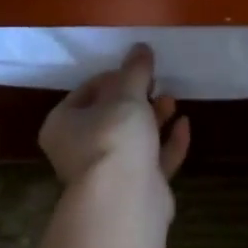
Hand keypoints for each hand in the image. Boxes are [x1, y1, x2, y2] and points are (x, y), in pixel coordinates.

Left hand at [38, 43, 190, 193]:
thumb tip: (140, 47)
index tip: (137, 70)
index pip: (86, 91)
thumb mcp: (125, 95)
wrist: (124, 200)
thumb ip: (135, 71)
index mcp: (63, 124)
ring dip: (153, 118)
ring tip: (172, 99)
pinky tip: (185, 125)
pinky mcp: (134, 189)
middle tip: (156, 83)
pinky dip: (168, 143)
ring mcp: (108, 173)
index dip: (113, 77)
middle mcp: (79, 149)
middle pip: (110, 116)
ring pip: (132, 139)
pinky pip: (153, 160)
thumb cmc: (113, 137)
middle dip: (136, 99)